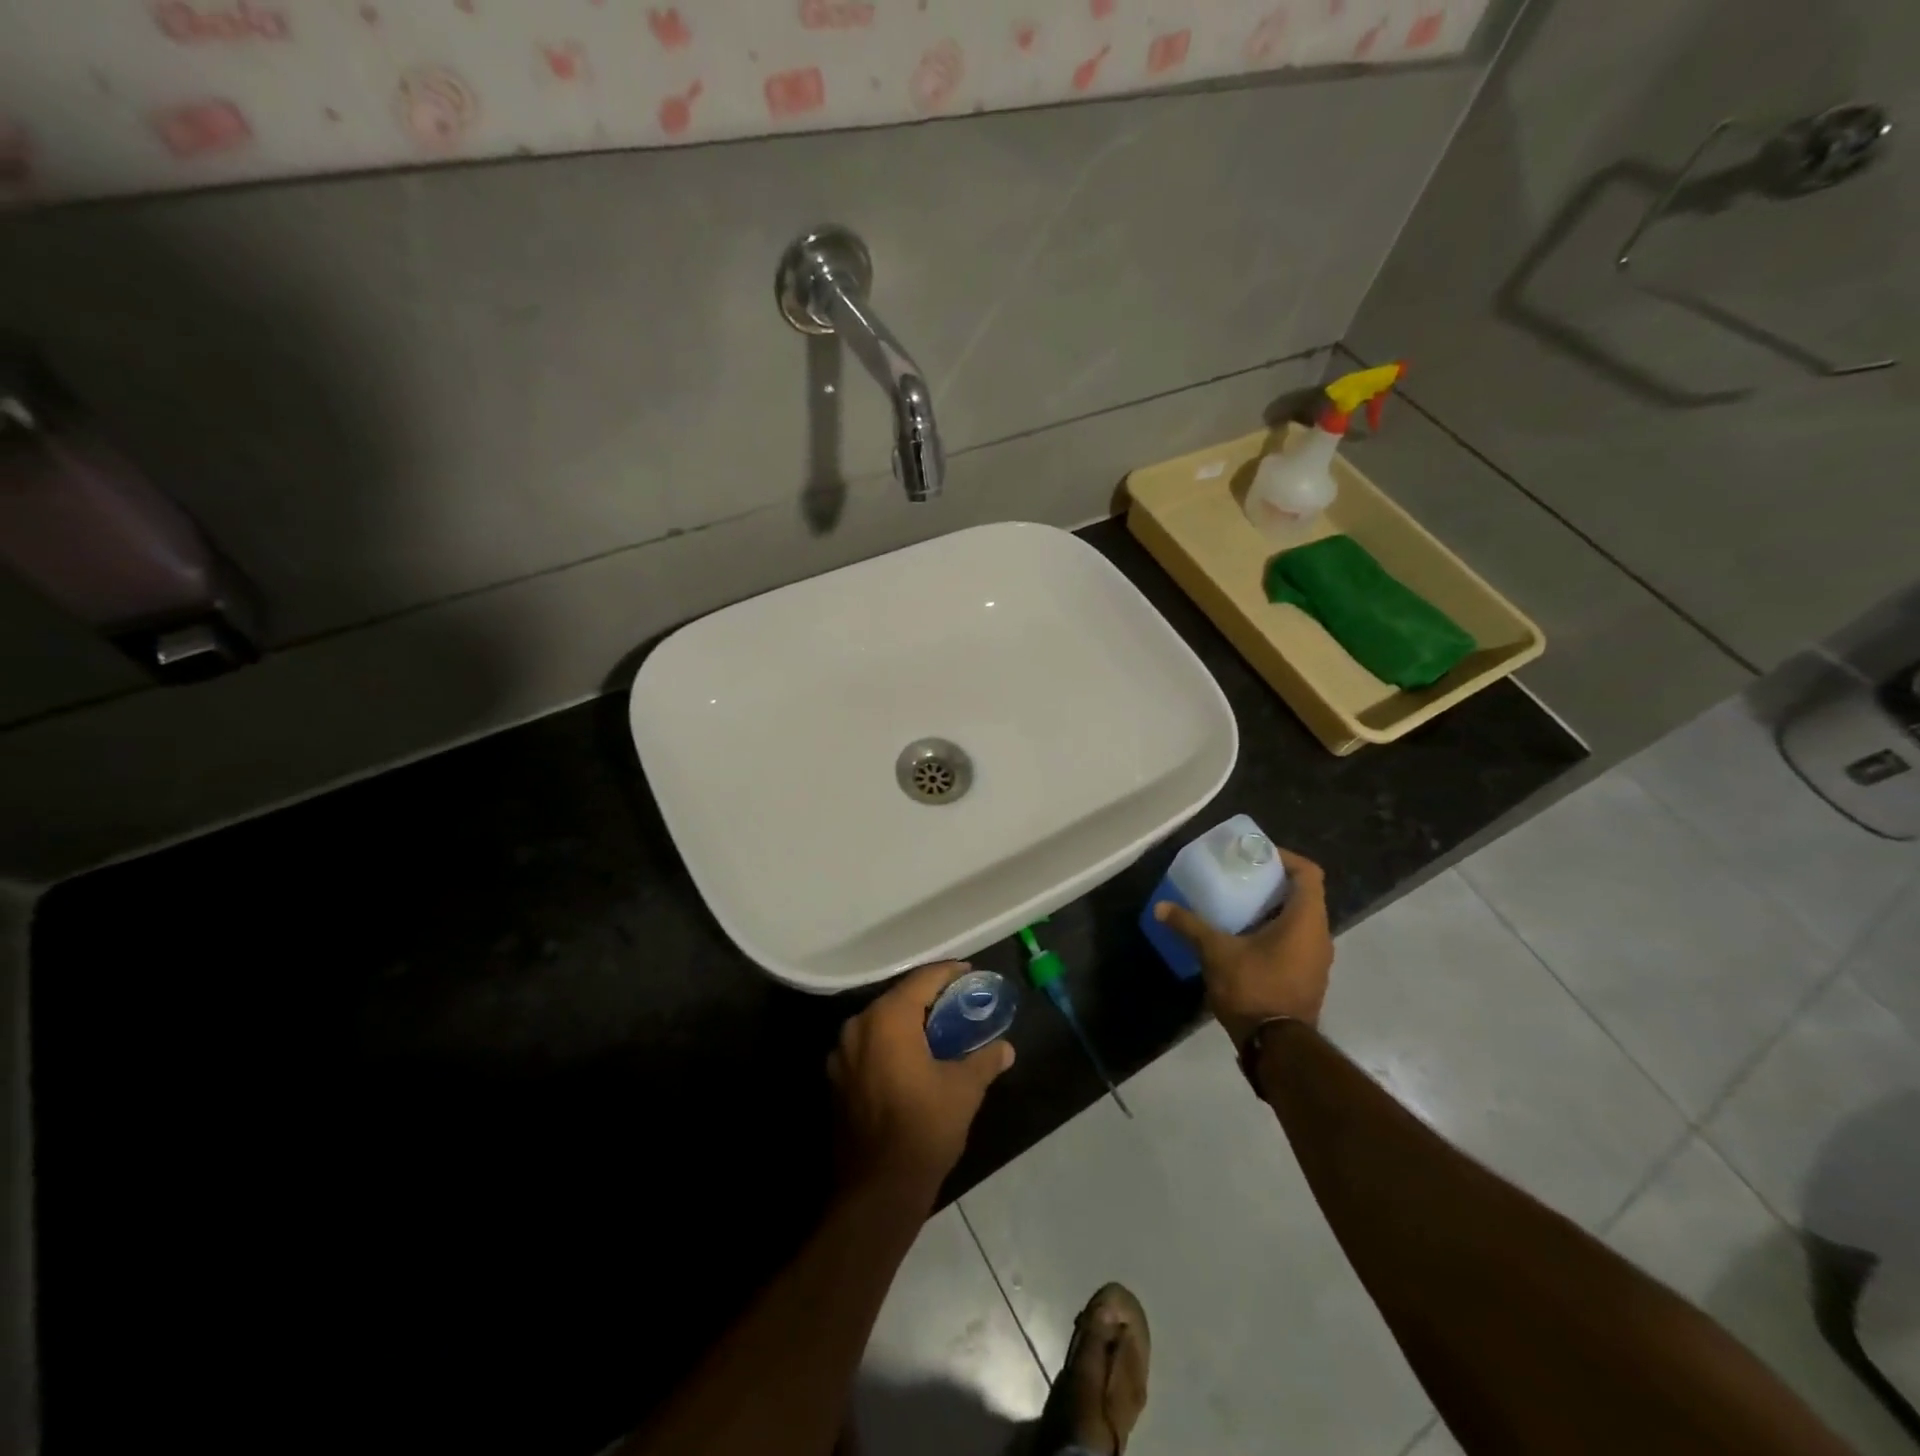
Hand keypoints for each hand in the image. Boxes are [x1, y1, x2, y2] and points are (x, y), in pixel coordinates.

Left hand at [827, 961, 1015, 1197]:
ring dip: (907, 1020)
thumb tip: (1006, 1048)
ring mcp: (841, 1054)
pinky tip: (911, 1057)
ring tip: (936, 1028)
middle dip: (927, 997)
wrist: (878, 1190)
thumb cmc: (925, 1128)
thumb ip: (985, 1060)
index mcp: (887, 1019)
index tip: (970, 973)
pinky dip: (890, 1043)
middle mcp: (858, 1026)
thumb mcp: (964, 1089)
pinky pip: (868, 1045)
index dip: (948, 973)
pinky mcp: (836, 1079)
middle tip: (957, 1001)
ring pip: (880, 1022)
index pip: (922, 980)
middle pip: (898, 998)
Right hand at [1154, 847, 1331, 1047]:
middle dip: (1272, 884)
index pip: (1309, 873)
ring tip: (1238, 907)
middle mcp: (1320, 936)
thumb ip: (1190, 925)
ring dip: (1273, 911)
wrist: (1276, 1047)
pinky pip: (1296, 943)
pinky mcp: (1308, 979)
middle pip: (1303, 896)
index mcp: (1305, 920)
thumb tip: (1161, 907)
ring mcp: (1317, 961)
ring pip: (1300, 922)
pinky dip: (1275, 934)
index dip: (1285, 858)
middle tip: (1240, 878)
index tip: (1255, 856)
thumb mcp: (1216, 952)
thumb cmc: (1254, 988)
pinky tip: (1245, 940)